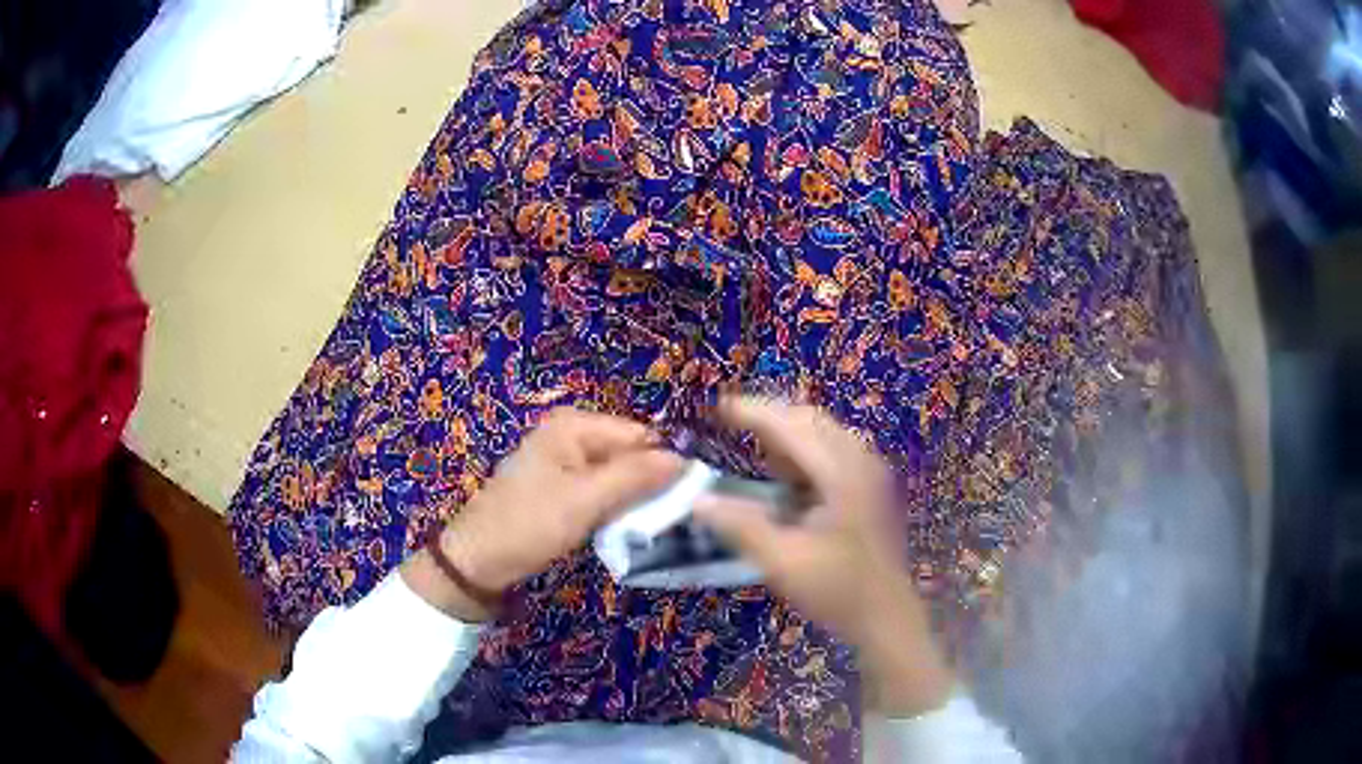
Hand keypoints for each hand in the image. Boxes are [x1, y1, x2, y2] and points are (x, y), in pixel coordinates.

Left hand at [403, 408, 682, 621]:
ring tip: (657, 524)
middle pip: (630, 453)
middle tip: (675, 516)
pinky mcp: (563, 488)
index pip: (640, 434)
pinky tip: (627, 527)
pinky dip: (616, 507)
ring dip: (635, 499)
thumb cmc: (529, 524)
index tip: (692, 496)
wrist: (479, 560)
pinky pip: (602, 490)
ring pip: (619, 475)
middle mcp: (571, 434)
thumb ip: (635, 477)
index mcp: (574, 425)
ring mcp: (565, 462)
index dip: (666, 462)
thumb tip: (685, 460)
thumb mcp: (586, 500)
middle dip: (651, 482)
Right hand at [694, 396, 954, 715]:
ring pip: (825, 433)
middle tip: (731, 421)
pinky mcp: (870, 488)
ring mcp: (869, 473)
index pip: (792, 427)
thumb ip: (741, 527)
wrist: (887, 616)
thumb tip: (698, 500)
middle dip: (771, 415)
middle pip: (812, 420)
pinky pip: (834, 450)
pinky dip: (804, 450)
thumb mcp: (782, 563)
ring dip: (788, 432)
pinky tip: (786, 472)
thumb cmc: (837, 590)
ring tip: (753, 443)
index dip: (754, 413)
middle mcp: (860, 462)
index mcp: (841, 475)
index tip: (718, 408)